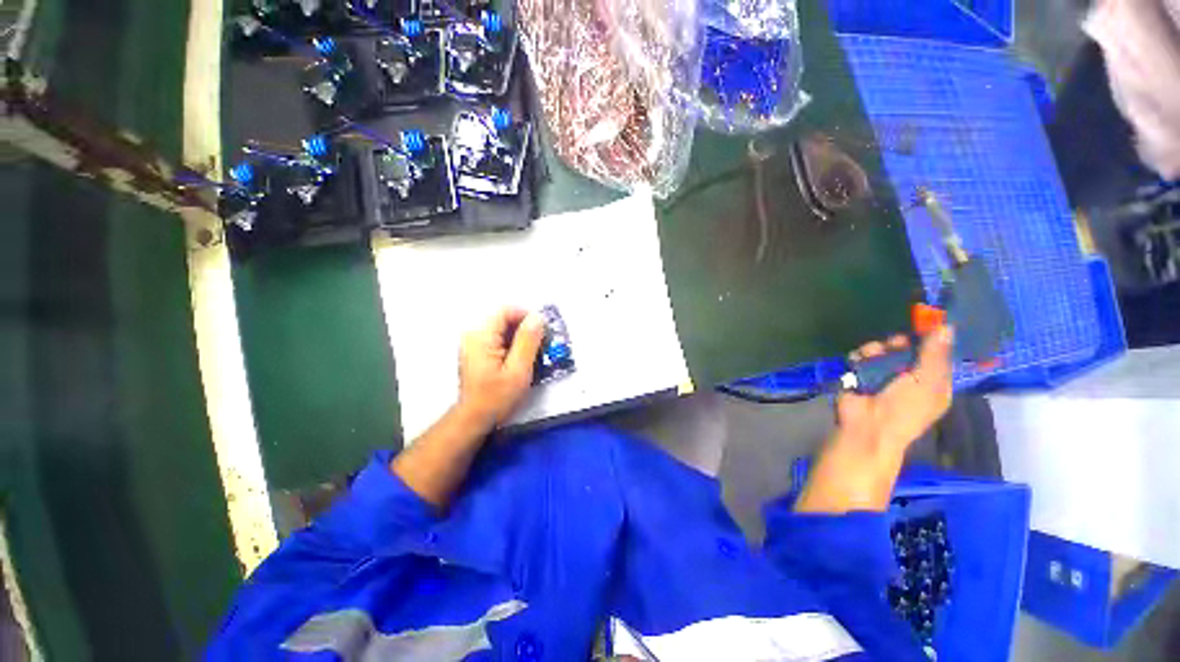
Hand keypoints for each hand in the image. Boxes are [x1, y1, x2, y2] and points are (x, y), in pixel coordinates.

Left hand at [457, 307, 545, 429]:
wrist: (474, 418)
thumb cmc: (496, 397)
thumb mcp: (518, 370)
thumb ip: (528, 341)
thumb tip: (538, 317)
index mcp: (481, 336)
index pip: (506, 311)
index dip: (527, 316)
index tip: (543, 331)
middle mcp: (474, 335)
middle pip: (504, 318)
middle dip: (526, 328)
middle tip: (542, 344)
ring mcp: (474, 343)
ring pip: (503, 329)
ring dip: (521, 337)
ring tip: (534, 353)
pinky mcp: (477, 351)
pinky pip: (498, 338)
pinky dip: (513, 344)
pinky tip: (521, 359)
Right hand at [836, 325, 954, 456]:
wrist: (867, 426)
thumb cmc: (904, 408)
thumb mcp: (926, 381)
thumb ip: (934, 353)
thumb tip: (947, 325)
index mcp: (933, 382)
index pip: (936, 354)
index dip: (931, 339)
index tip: (924, 324)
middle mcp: (909, 376)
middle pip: (907, 349)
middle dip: (899, 343)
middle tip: (895, 343)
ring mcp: (883, 375)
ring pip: (882, 350)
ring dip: (876, 349)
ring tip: (871, 355)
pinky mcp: (860, 375)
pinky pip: (861, 357)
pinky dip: (859, 356)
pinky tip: (858, 361)